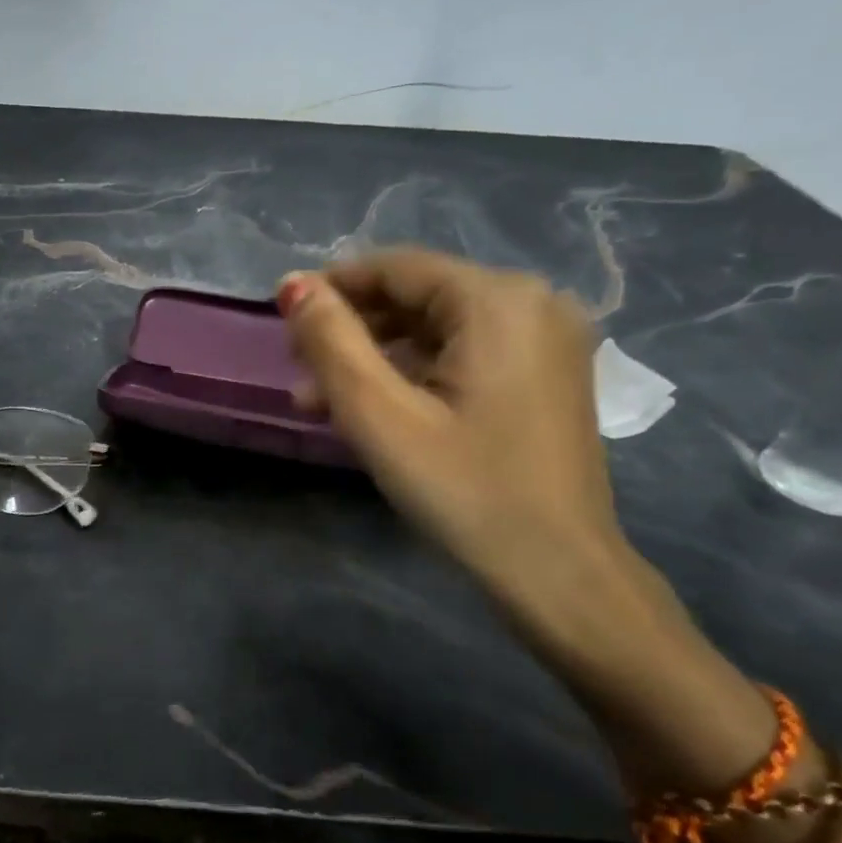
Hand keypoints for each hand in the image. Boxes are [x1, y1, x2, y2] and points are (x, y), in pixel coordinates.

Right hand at [279, 251, 622, 617]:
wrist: (558, 574)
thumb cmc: (464, 490)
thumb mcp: (380, 414)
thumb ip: (331, 341)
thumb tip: (293, 283)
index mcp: (498, 300)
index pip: (395, 268)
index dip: (332, 287)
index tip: (282, 319)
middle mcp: (534, 303)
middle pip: (417, 297)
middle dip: (351, 332)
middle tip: (299, 372)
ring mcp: (546, 341)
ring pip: (437, 330)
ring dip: (376, 359)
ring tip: (320, 402)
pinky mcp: (545, 377)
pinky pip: (464, 355)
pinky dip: (415, 375)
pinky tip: (375, 410)